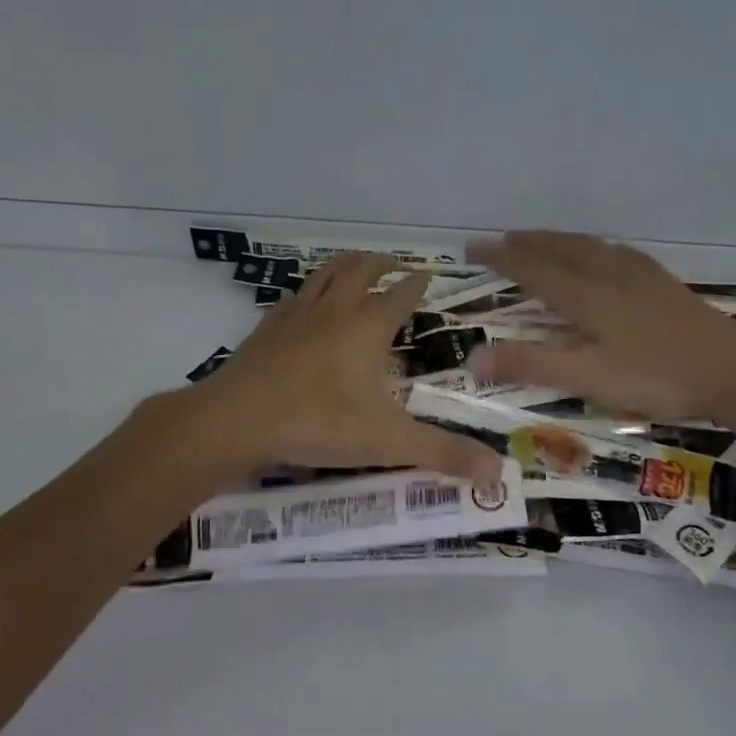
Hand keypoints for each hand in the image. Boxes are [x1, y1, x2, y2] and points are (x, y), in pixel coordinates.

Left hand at [182, 253, 503, 484]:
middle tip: (397, 265)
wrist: (237, 419)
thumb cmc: (319, 423)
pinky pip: (293, 298)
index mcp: (368, 326)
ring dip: (345, 267)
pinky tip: (304, 307)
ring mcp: (296, 315)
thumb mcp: (388, 441)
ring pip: (325, 274)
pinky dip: (308, 294)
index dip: (418, 285)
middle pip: (362, 269)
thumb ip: (442, 454)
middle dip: (383, 263)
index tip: (430, 276)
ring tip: (355, 269)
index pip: (402, 294)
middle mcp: (335, 310)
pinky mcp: (266, 328)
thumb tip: (498, 472)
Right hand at [467, 231, 735, 424]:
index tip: (472, 247)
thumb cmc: (656, 376)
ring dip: (560, 240)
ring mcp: (640, 277)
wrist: (733, 369)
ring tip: (544, 239)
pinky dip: (597, 247)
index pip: (533, 269)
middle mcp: (609, 276)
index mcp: (586, 295)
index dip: (501, 258)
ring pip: (590, 247)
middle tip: (502, 238)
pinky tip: (608, 252)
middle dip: (528, 243)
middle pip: (561, 250)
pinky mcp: (664, 285)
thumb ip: (531, 366)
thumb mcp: (587, 377)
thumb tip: (471, 358)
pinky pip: (618, 253)